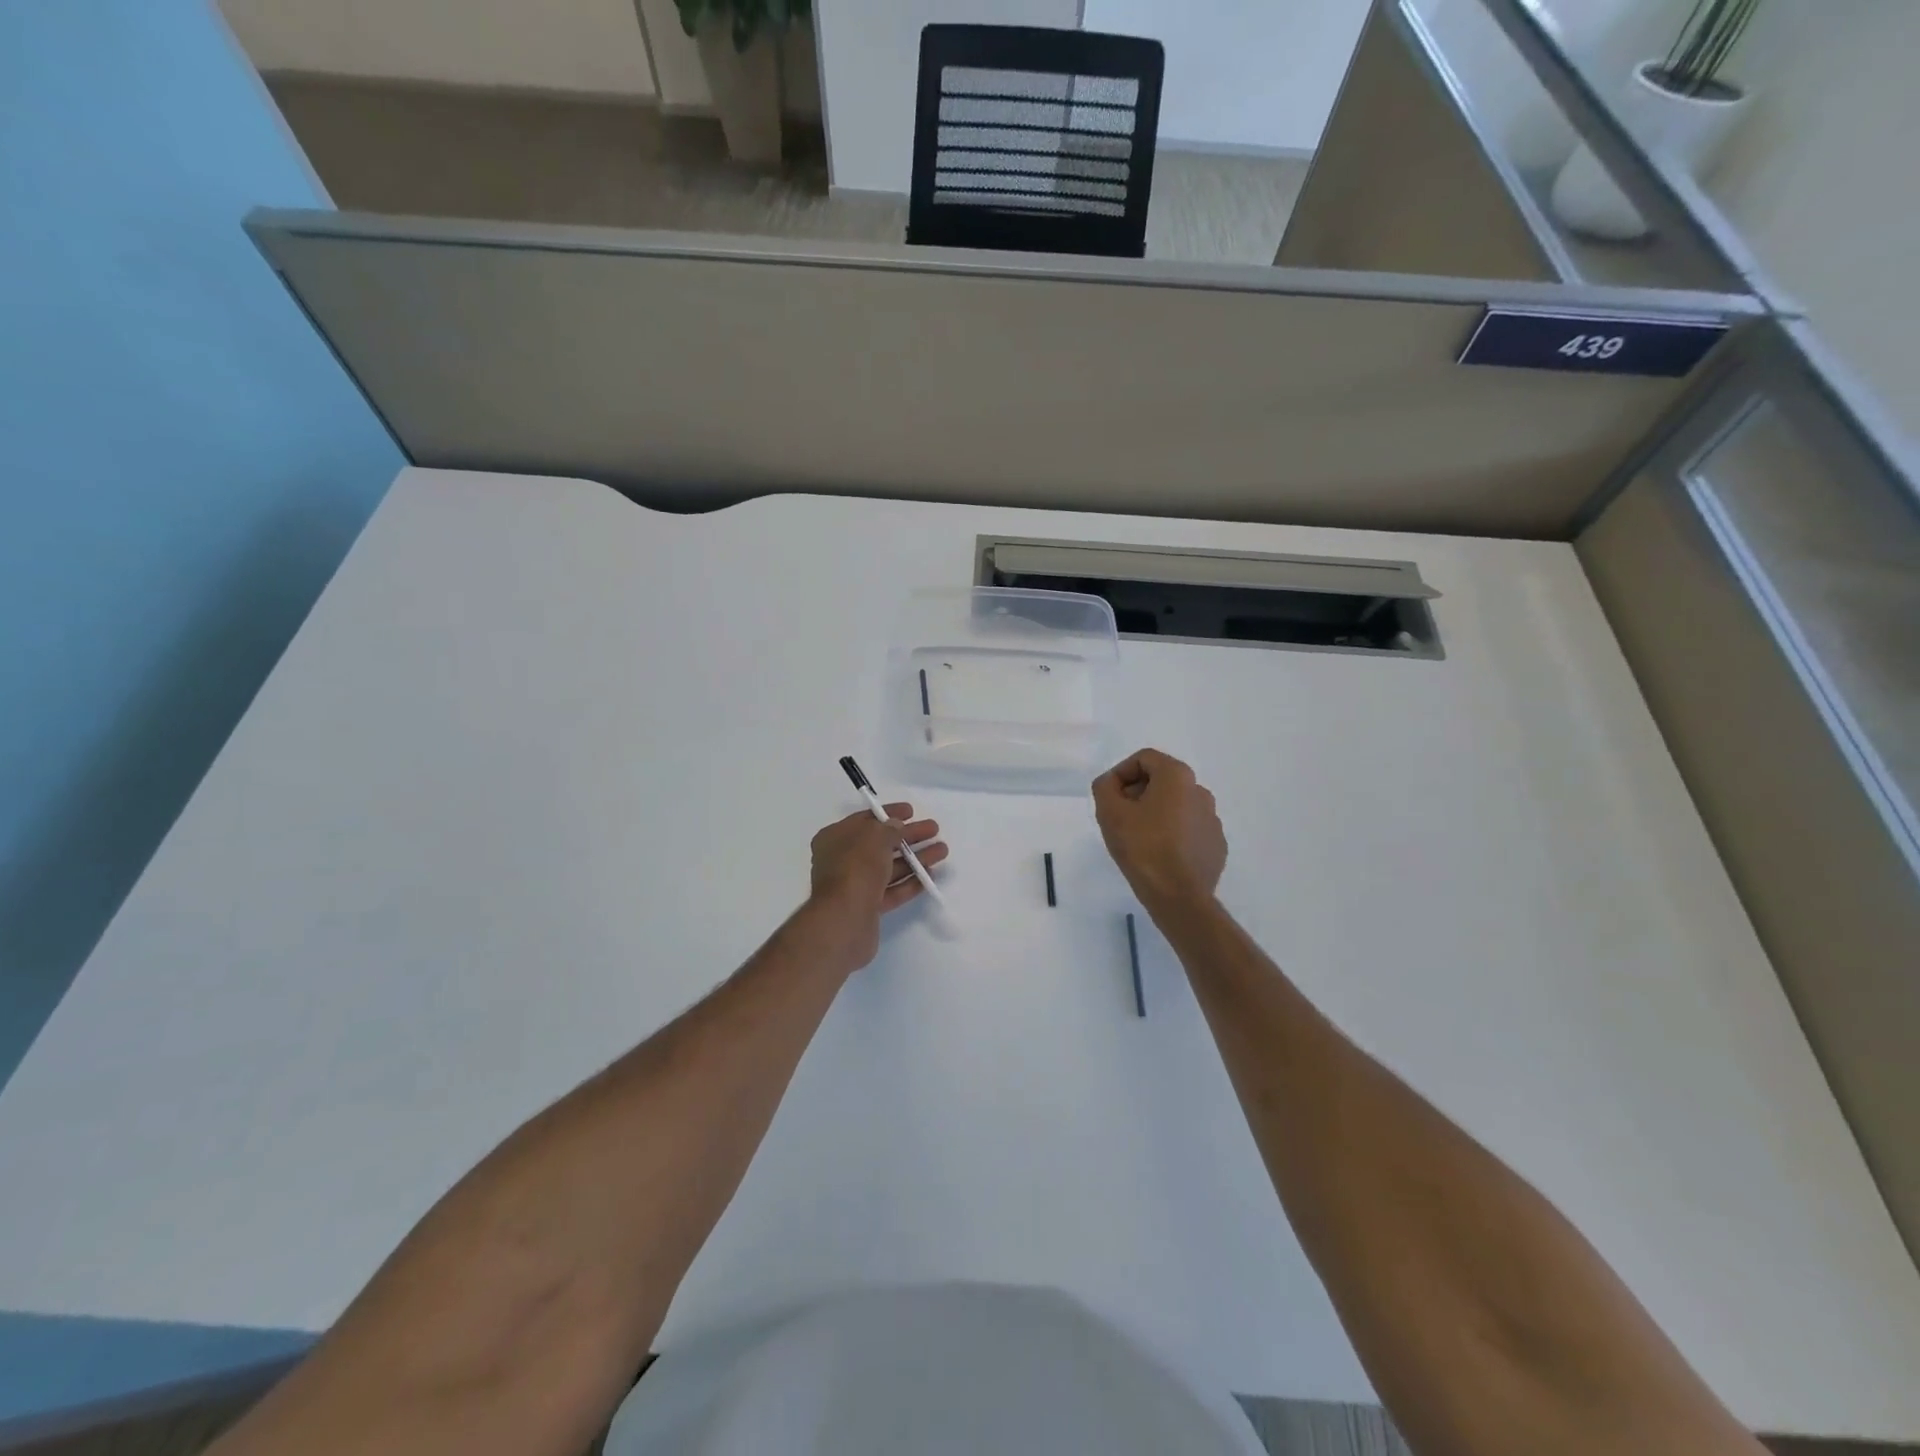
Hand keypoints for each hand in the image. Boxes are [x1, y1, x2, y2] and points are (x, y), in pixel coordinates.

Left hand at [805, 804, 947, 968]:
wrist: (844, 919)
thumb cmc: (856, 868)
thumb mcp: (874, 837)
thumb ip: (889, 828)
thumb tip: (897, 827)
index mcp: (835, 838)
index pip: (865, 820)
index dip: (889, 813)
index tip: (912, 811)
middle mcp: (842, 860)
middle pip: (881, 844)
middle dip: (908, 836)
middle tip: (934, 830)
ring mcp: (855, 885)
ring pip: (889, 867)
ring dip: (915, 858)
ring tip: (942, 851)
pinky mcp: (867, 907)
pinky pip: (892, 890)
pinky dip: (910, 882)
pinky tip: (930, 875)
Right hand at [1091, 749, 1225, 914]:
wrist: (1179, 897)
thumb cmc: (1143, 848)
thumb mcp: (1109, 812)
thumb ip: (1105, 787)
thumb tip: (1111, 783)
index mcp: (1177, 776)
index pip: (1144, 758)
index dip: (1121, 773)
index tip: (1109, 798)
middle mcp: (1200, 791)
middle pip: (1162, 780)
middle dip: (1137, 792)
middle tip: (1120, 817)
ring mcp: (1212, 819)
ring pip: (1176, 805)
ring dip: (1155, 813)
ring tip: (1138, 838)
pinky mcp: (1216, 844)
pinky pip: (1189, 829)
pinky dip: (1172, 833)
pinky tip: (1158, 854)